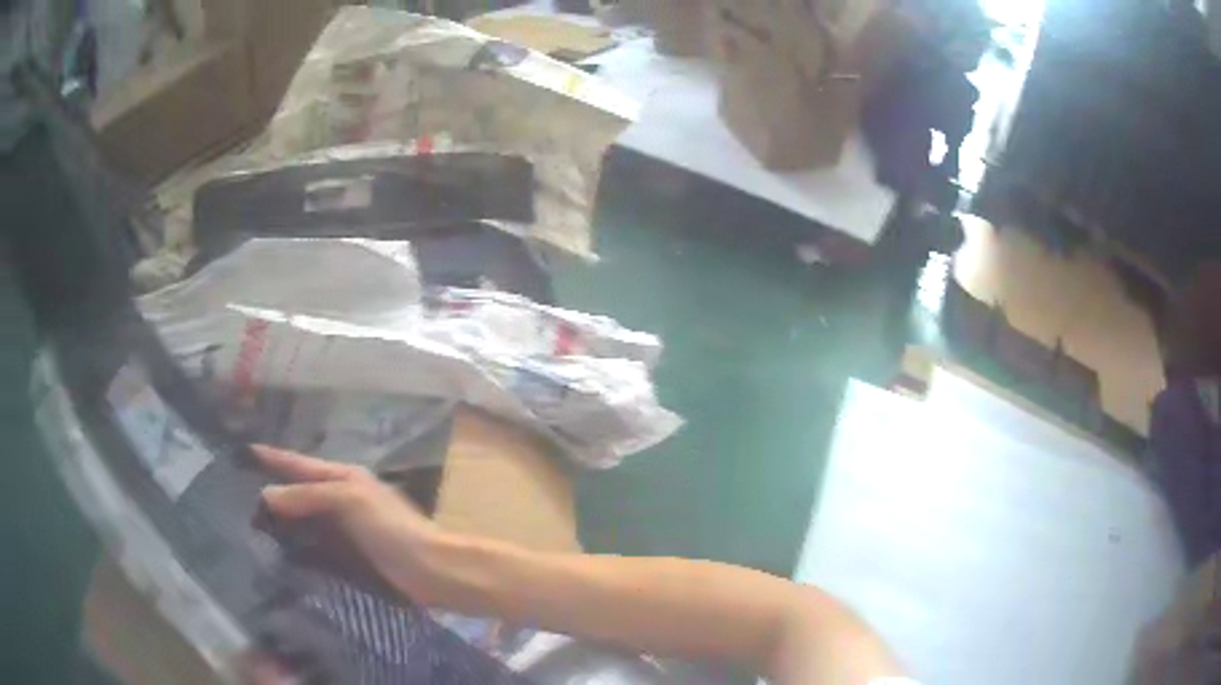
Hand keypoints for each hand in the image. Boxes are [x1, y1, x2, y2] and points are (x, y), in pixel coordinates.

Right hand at [254, 445, 442, 603]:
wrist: (429, 569)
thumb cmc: (391, 528)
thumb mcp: (348, 500)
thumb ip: (308, 495)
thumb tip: (265, 494)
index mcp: (344, 476)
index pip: (299, 463)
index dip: (272, 457)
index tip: (243, 452)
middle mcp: (341, 497)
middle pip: (299, 489)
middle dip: (271, 489)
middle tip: (236, 493)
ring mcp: (345, 527)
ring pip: (304, 517)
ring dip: (281, 519)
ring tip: (250, 521)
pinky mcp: (349, 554)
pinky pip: (314, 544)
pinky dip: (296, 544)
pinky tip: (278, 551)